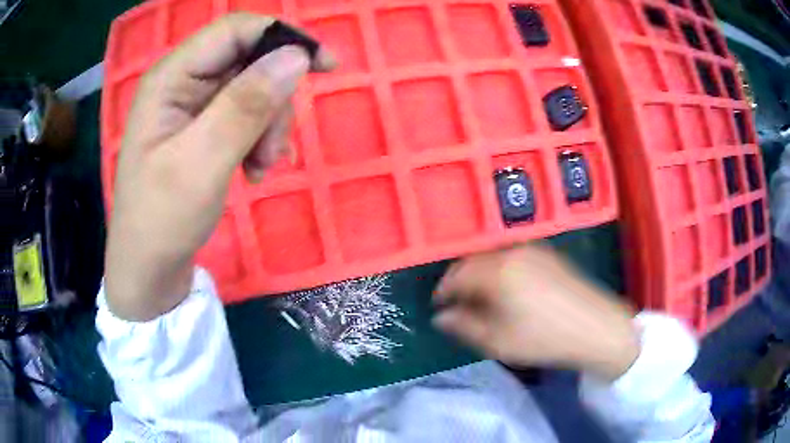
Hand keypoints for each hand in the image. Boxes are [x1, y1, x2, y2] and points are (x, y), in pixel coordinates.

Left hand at [104, 13, 334, 320]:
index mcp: (170, 78)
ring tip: (261, 169)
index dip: (283, 37)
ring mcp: (192, 106)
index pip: (235, 30)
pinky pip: (245, 116)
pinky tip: (254, 171)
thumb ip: (245, 105)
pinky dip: (259, 140)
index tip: (326, 65)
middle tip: (274, 150)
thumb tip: (296, 57)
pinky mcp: (202, 128)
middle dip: (273, 99)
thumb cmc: (162, 220)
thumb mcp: (202, 163)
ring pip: (253, 90)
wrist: (148, 269)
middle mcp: (181, 82)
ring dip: (268, 126)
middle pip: (248, 61)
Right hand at [433, 244, 639, 380]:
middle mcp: (512, 251)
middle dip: (460, 282)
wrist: (595, 327)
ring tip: (481, 299)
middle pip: (473, 261)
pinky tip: (507, 289)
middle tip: (458, 306)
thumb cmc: (543, 337)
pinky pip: (512, 257)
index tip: (439, 308)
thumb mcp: (496, 340)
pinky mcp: (548, 254)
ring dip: (480, 275)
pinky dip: (500, 270)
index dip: (443, 292)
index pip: (455, 275)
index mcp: (496, 269)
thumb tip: (440, 317)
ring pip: (493, 257)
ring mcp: (533, 249)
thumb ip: (463, 326)